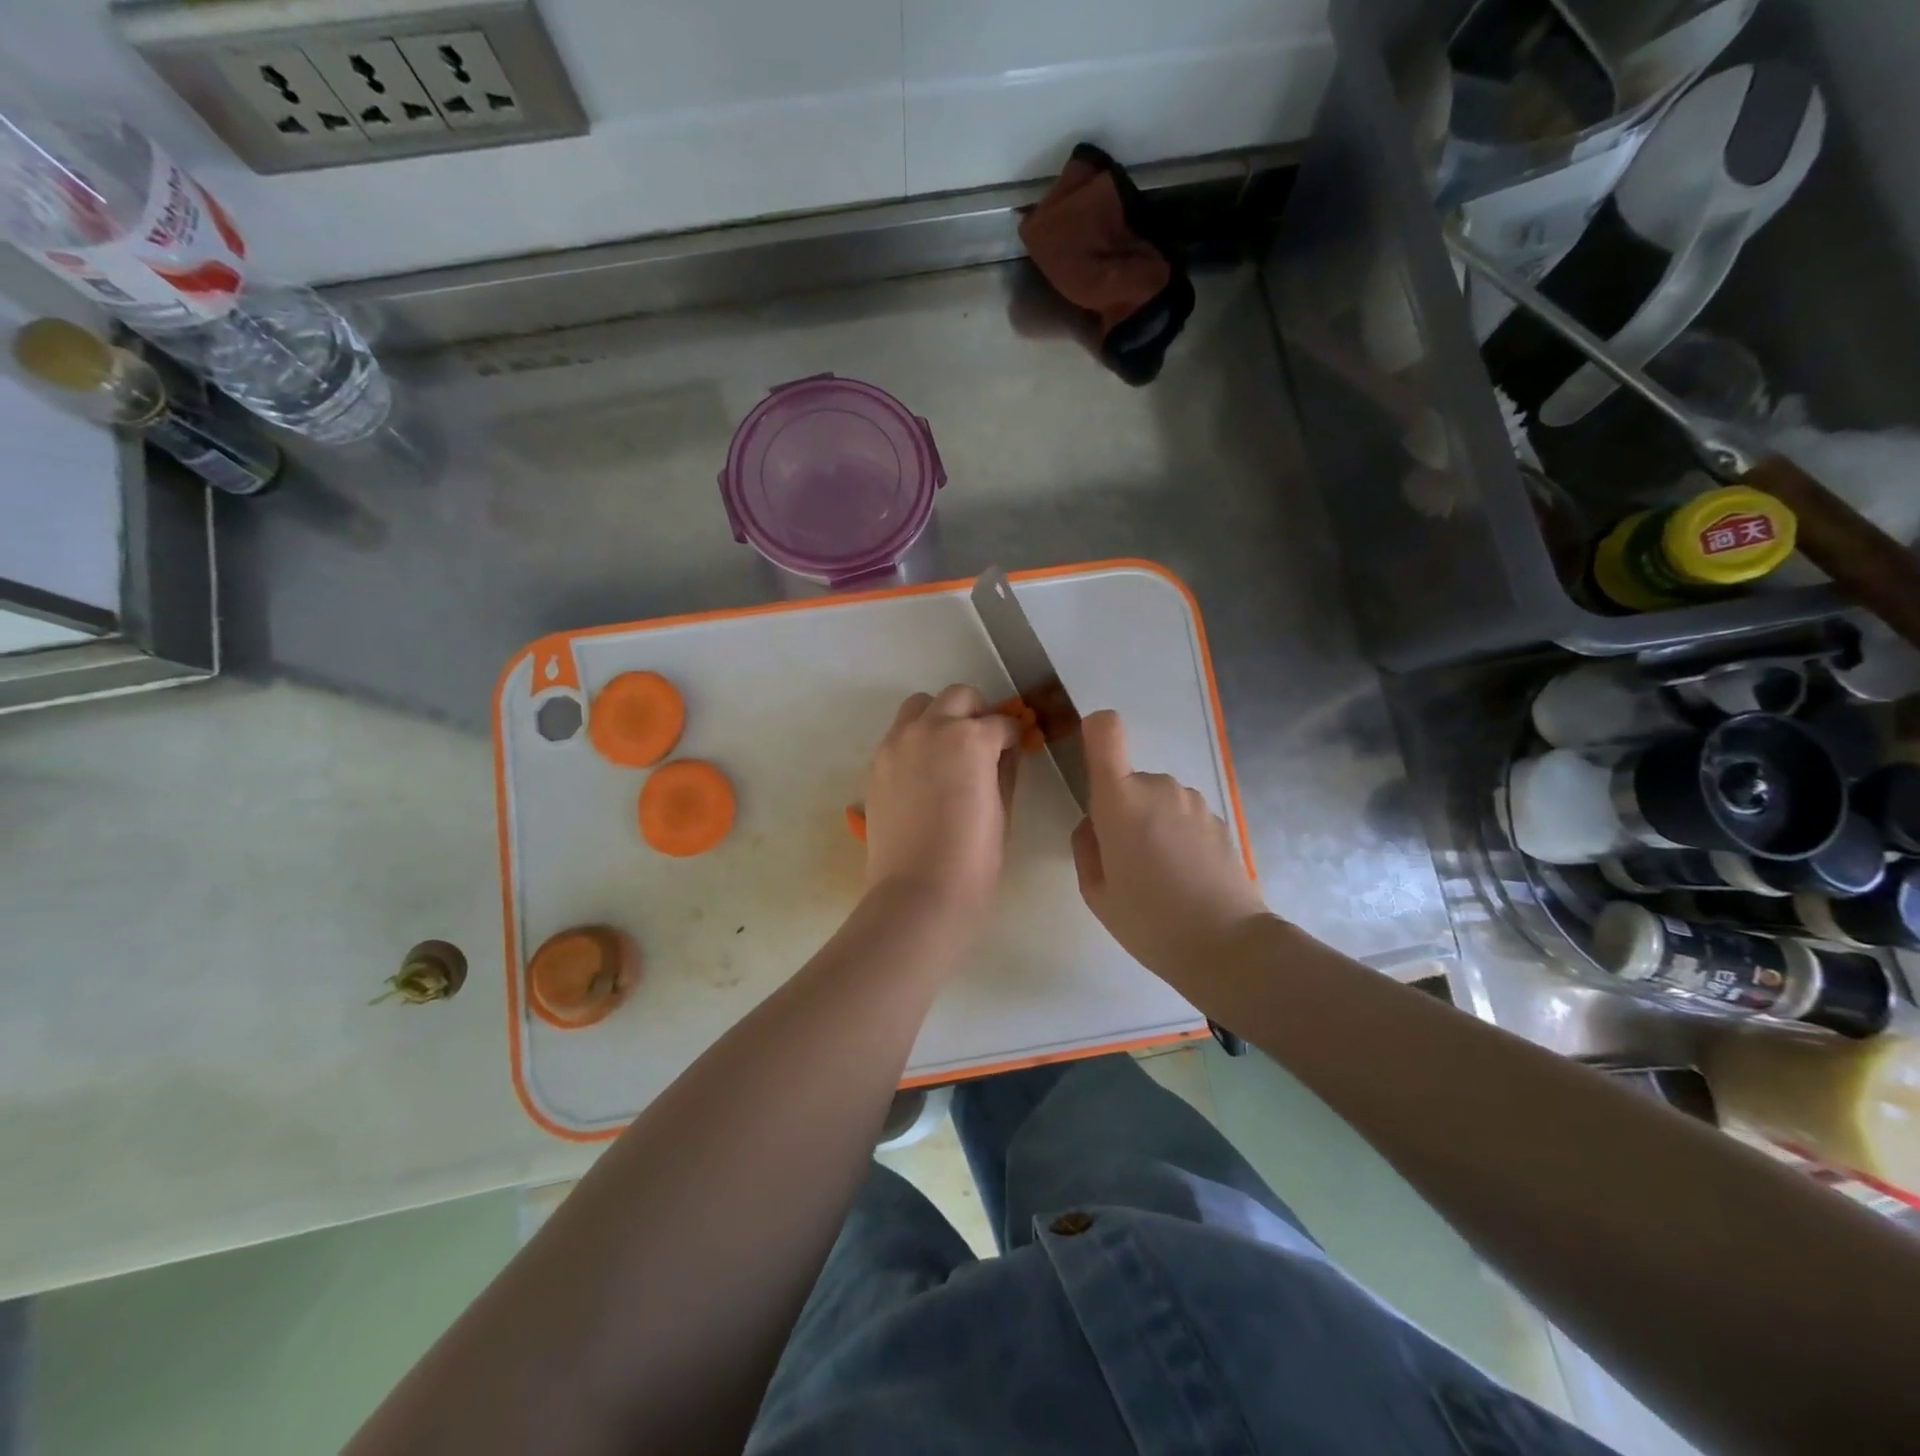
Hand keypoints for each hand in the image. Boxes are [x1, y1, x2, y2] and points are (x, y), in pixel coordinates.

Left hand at [863, 685, 1020, 911]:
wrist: (918, 890)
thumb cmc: (974, 857)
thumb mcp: (1003, 811)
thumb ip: (1005, 771)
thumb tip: (1005, 752)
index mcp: (971, 738)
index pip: (1000, 722)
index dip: (1012, 736)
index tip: (1014, 750)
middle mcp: (931, 728)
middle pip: (958, 697)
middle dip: (976, 714)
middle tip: (982, 745)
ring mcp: (897, 743)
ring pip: (920, 706)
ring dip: (939, 718)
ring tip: (947, 752)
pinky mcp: (876, 764)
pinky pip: (898, 735)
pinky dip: (915, 741)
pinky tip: (923, 775)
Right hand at [1071, 710, 1269, 981]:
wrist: (1227, 945)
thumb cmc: (1148, 920)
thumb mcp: (1096, 891)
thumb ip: (1086, 846)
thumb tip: (1096, 825)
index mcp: (1120, 799)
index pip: (1105, 730)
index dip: (1094, 733)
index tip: (1092, 766)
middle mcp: (1159, 786)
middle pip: (1129, 780)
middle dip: (1123, 810)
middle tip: (1126, 861)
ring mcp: (1194, 801)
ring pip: (1158, 800)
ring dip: (1152, 823)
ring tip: (1159, 874)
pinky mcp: (1219, 819)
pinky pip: (1183, 815)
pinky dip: (1178, 836)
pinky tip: (1186, 877)